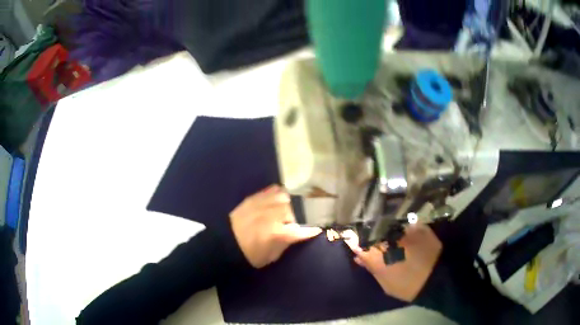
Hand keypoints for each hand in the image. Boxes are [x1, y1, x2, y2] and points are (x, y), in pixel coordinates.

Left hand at [230, 184, 321, 267]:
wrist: (226, 243)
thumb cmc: (250, 254)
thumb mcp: (271, 256)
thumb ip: (286, 243)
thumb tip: (298, 234)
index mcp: (278, 233)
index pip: (302, 231)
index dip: (311, 231)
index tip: (317, 230)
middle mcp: (273, 216)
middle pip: (292, 210)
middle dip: (293, 218)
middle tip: (287, 225)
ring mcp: (263, 204)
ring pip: (284, 197)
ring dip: (286, 205)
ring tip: (281, 211)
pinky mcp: (254, 198)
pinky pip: (271, 190)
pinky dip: (277, 194)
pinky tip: (276, 200)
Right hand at [344, 224, 441, 301]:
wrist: (438, 277)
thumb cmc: (408, 285)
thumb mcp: (385, 283)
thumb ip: (370, 267)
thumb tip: (358, 255)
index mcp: (377, 256)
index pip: (356, 241)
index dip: (350, 236)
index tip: (347, 235)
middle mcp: (388, 239)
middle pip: (370, 229)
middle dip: (366, 230)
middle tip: (365, 233)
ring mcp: (404, 229)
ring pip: (386, 223)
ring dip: (382, 227)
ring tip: (383, 231)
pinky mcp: (417, 225)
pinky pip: (402, 222)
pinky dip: (398, 226)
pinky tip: (400, 231)